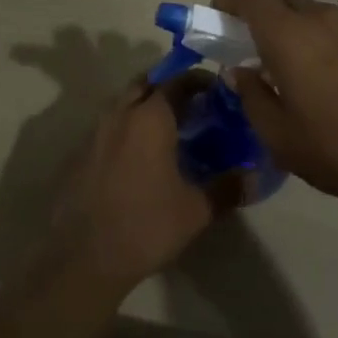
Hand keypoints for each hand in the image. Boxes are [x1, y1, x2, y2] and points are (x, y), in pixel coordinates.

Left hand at [44, 75, 223, 294]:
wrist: (84, 257)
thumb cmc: (146, 225)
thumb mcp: (197, 210)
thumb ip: (229, 187)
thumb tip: (257, 177)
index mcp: (150, 118)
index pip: (177, 81)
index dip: (198, 80)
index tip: (216, 90)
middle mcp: (120, 114)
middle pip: (146, 84)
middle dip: (169, 86)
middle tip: (193, 104)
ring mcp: (95, 132)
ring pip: (124, 103)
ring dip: (146, 105)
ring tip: (170, 129)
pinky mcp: (80, 153)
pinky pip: (109, 126)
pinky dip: (128, 127)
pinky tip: (141, 155)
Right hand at [211, 0, 337, 210]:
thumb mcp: (279, 137)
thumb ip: (250, 95)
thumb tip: (240, 71)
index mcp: (288, 34)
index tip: (220, 29)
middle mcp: (320, 16)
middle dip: (254, 20)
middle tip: (252, 60)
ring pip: (306, 13)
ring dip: (288, 33)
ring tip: (294, 79)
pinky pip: (334, 28)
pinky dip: (318, 42)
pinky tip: (331, 86)